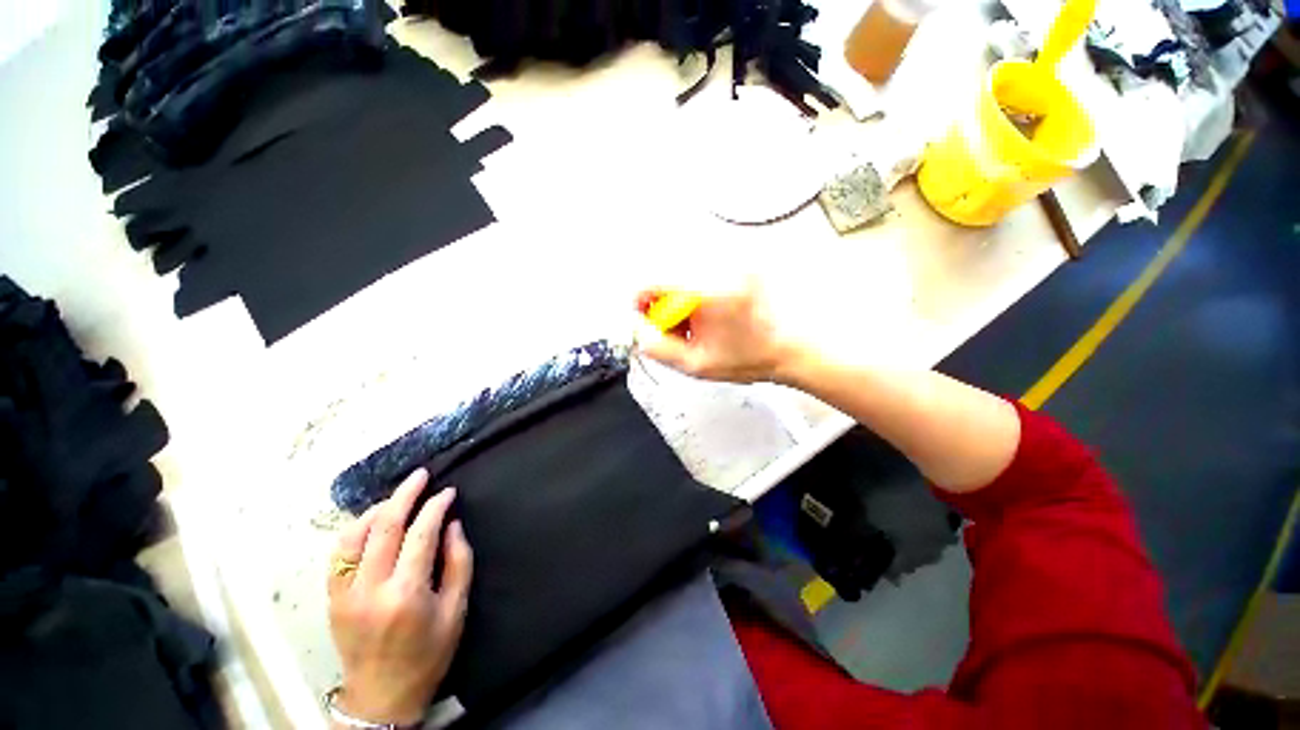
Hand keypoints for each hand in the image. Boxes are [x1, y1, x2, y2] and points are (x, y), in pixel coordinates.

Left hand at [327, 469, 472, 725]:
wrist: (381, 696)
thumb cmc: (428, 654)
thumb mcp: (456, 610)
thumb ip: (459, 562)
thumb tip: (452, 524)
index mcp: (406, 593)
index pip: (420, 533)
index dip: (436, 507)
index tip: (448, 492)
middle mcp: (371, 588)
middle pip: (384, 526)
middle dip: (405, 494)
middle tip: (420, 475)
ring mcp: (345, 593)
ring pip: (354, 535)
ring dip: (377, 509)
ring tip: (398, 497)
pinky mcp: (333, 598)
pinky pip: (338, 553)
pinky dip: (355, 531)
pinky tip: (371, 523)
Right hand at [635, 278, 802, 383]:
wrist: (790, 348)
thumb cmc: (750, 357)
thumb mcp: (695, 364)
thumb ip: (658, 348)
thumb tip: (637, 329)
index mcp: (708, 291)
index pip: (654, 279)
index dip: (640, 301)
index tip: (644, 318)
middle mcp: (719, 267)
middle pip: (665, 274)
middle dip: (661, 304)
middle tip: (672, 328)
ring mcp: (730, 263)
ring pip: (681, 273)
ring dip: (677, 299)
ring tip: (693, 325)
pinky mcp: (737, 264)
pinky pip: (699, 273)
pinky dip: (693, 294)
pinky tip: (705, 315)